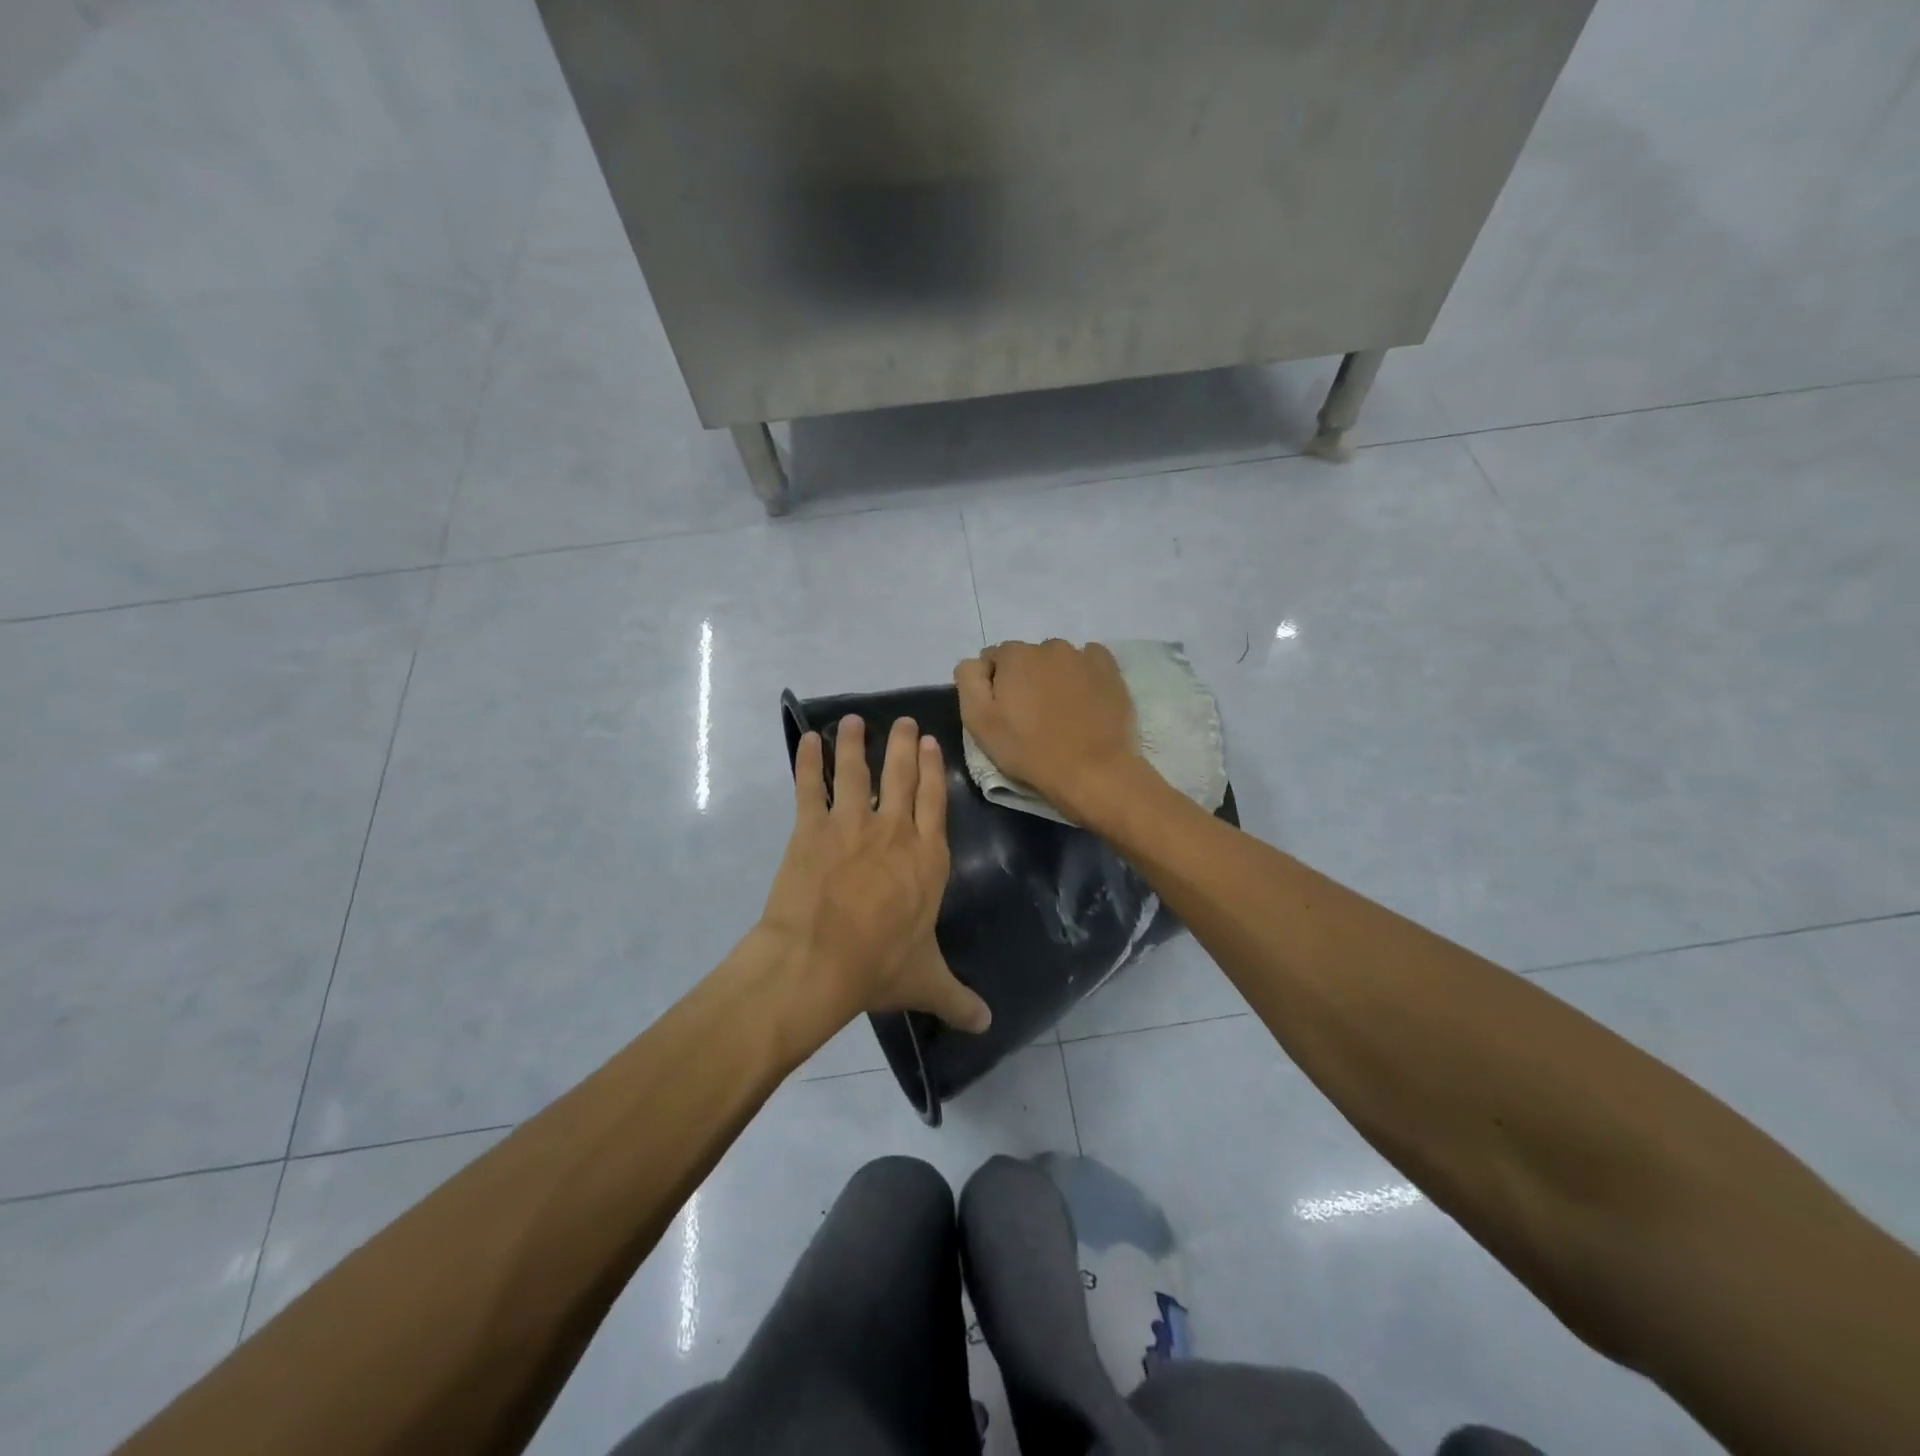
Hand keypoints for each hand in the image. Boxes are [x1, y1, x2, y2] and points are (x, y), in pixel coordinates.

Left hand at [760, 715, 991, 1033]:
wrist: (818, 961)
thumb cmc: (879, 967)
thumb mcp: (926, 982)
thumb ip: (958, 999)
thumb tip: (988, 1026)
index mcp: (927, 858)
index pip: (935, 802)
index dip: (933, 770)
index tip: (930, 742)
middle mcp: (893, 831)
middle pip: (901, 776)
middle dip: (903, 745)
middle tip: (902, 720)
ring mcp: (850, 825)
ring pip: (857, 772)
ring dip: (856, 743)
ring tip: (855, 720)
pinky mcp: (810, 828)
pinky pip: (810, 787)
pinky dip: (808, 761)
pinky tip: (808, 739)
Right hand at [955, 639, 1146, 823]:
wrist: (1093, 771)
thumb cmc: (1029, 750)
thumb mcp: (978, 721)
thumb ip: (969, 680)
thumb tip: (976, 663)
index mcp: (1014, 655)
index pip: (992, 660)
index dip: (993, 686)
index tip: (1003, 714)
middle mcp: (1048, 645)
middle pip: (1026, 658)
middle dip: (1024, 679)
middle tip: (1031, 717)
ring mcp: (1083, 655)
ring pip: (1056, 661)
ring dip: (1053, 678)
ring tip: (1060, 712)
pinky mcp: (1110, 669)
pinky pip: (1088, 662)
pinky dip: (1082, 675)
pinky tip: (1084, 700)